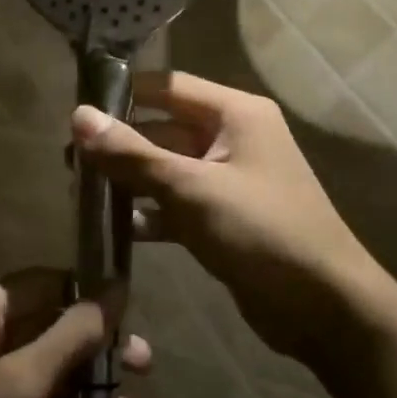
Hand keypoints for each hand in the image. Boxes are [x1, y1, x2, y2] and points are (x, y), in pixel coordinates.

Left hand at [0, 270, 151, 397]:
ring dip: (88, 380)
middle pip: (50, 324)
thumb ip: (68, 337)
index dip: (88, 292)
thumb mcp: (16, 383)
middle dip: (96, 343)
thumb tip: (115, 291)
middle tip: (146, 361)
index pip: (44, 282)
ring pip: (47, 365)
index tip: (134, 307)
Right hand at [72, 72, 378, 361]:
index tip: (76, 109)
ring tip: (82, 192)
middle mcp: (232, 137)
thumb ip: (132, 154)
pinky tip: (114, 228)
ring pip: (167, 168)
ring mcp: (229, 179)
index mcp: (235, 113)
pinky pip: (177, 203)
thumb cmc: (262, 232)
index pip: (167, 87)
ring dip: (129, 180)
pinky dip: (149, 212)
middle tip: (69, 160)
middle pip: (163, 128)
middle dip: (120, 143)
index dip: (122, 94)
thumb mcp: (191, 189)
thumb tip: (78, 116)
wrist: (326, 310)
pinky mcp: (224, 217)